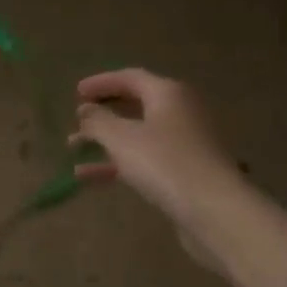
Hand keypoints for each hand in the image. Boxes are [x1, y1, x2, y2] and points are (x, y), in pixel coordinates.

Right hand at [69, 69, 244, 230]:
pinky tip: (89, 178)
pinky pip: (145, 159)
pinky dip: (118, 163)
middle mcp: (180, 112)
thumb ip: (98, 121)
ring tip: (73, 148)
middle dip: (103, 112)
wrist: (213, 209)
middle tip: (77, 119)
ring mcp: (185, 143)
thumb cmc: (164, 163)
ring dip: (105, 140)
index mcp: (168, 93)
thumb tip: (86, 111)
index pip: (130, 78)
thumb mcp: (121, 138)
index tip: (76, 93)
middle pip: (136, 104)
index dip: (101, 83)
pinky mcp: (184, 172)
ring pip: (138, 135)